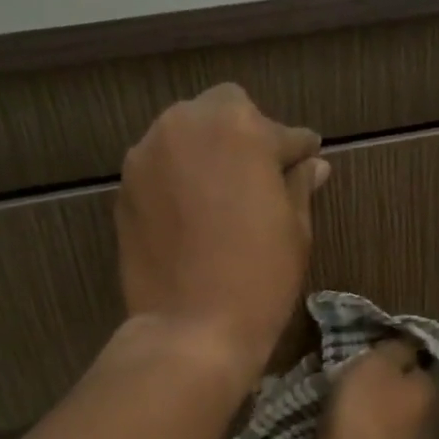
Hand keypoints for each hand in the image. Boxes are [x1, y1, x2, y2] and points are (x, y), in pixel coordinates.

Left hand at [116, 83, 329, 384]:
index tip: (306, 163)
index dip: (298, 152)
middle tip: (261, 177)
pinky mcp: (125, 186)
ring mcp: (148, 154)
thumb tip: (313, 165)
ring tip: (223, 195)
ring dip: (208, 152)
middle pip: (224, 111)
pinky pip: (161, 165)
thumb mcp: (295, 229)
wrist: (191, 328)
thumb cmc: (260, 278)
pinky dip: (180, 177)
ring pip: (185, 133)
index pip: (282, 132)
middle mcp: (187, 125)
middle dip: (246, 135)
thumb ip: (299, 185)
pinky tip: (193, 213)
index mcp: (240, 128)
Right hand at [314, 339, 438, 438]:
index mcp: (425, 392)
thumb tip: (404, 344)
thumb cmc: (369, 419)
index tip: (359, 348)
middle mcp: (416, 424)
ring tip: (309, 403)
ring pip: (365, 426)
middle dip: (362, 389)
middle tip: (327, 374)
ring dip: (343, 420)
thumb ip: (391, 349)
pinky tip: (305, 436)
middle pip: (388, 396)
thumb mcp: (378, 365)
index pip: (413, 365)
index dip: (390, 355)